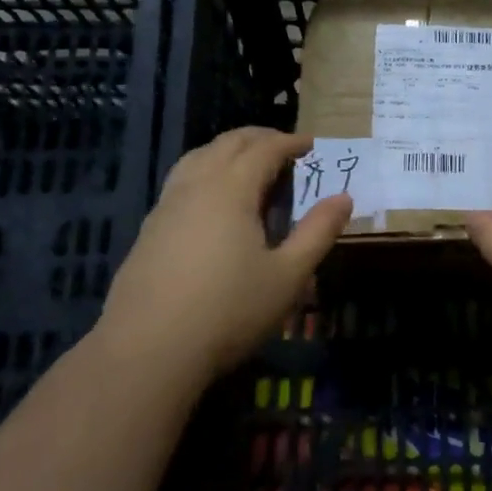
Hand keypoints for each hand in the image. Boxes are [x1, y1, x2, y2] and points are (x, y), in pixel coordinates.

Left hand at [100, 128, 351, 378]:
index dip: (290, 142)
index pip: (264, 149)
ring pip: (197, 158)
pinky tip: (211, 202)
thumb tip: (344, 198)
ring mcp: (165, 208)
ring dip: (226, 151)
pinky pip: (181, 182)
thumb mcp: (288, 276)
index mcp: (231, 189)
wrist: (147, 352)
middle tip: (284, 147)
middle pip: (227, 144)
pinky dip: (205, 172)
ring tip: (247, 164)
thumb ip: (318, 232)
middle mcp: (195, 186)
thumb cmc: (228, 311)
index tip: (311, 144)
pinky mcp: (148, 231)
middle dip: (258, 138)